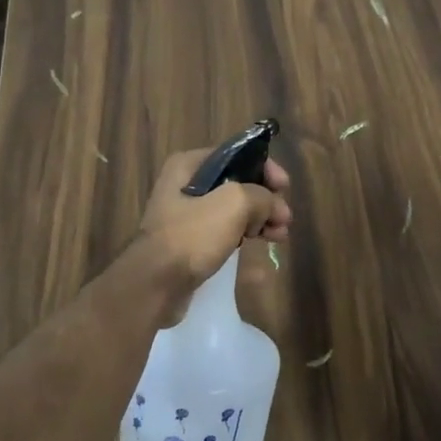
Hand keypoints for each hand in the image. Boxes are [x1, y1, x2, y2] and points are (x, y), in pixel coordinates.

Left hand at [138, 147, 291, 285]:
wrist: (154, 285)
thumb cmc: (192, 235)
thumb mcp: (233, 204)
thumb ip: (261, 196)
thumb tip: (273, 206)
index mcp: (189, 165)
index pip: (236, 155)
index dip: (264, 168)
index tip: (285, 187)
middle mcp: (185, 185)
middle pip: (237, 184)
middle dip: (265, 200)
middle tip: (285, 218)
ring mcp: (186, 216)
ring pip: (232, 211)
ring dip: (259, 220)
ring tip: (280, 236)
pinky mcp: (189, 244)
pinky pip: (223, 233)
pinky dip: (244, 237)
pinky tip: (262, 248)